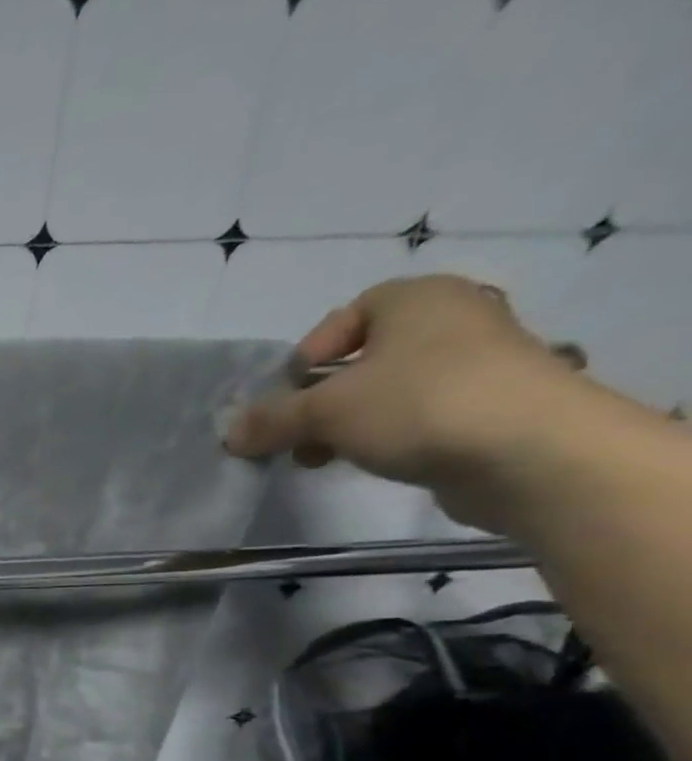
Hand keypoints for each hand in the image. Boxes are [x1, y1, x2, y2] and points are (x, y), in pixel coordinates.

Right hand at [224, 274, 593, 531]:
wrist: (529, 450)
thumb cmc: (417, 405)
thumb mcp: (323, 411)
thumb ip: (270, 420)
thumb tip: (231, 435)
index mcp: (416, 299)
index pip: (345, 317)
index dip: (305, 357)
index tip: (286, 397)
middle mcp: (452, 319)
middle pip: (361, 358)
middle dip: (318, 400)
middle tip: (293, 435)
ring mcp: (477, 363)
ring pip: (386, 390)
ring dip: (344, 424)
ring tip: (322, 458)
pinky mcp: (488, 407)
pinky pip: (417, 414)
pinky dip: (385, 435)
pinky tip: (367, 461)